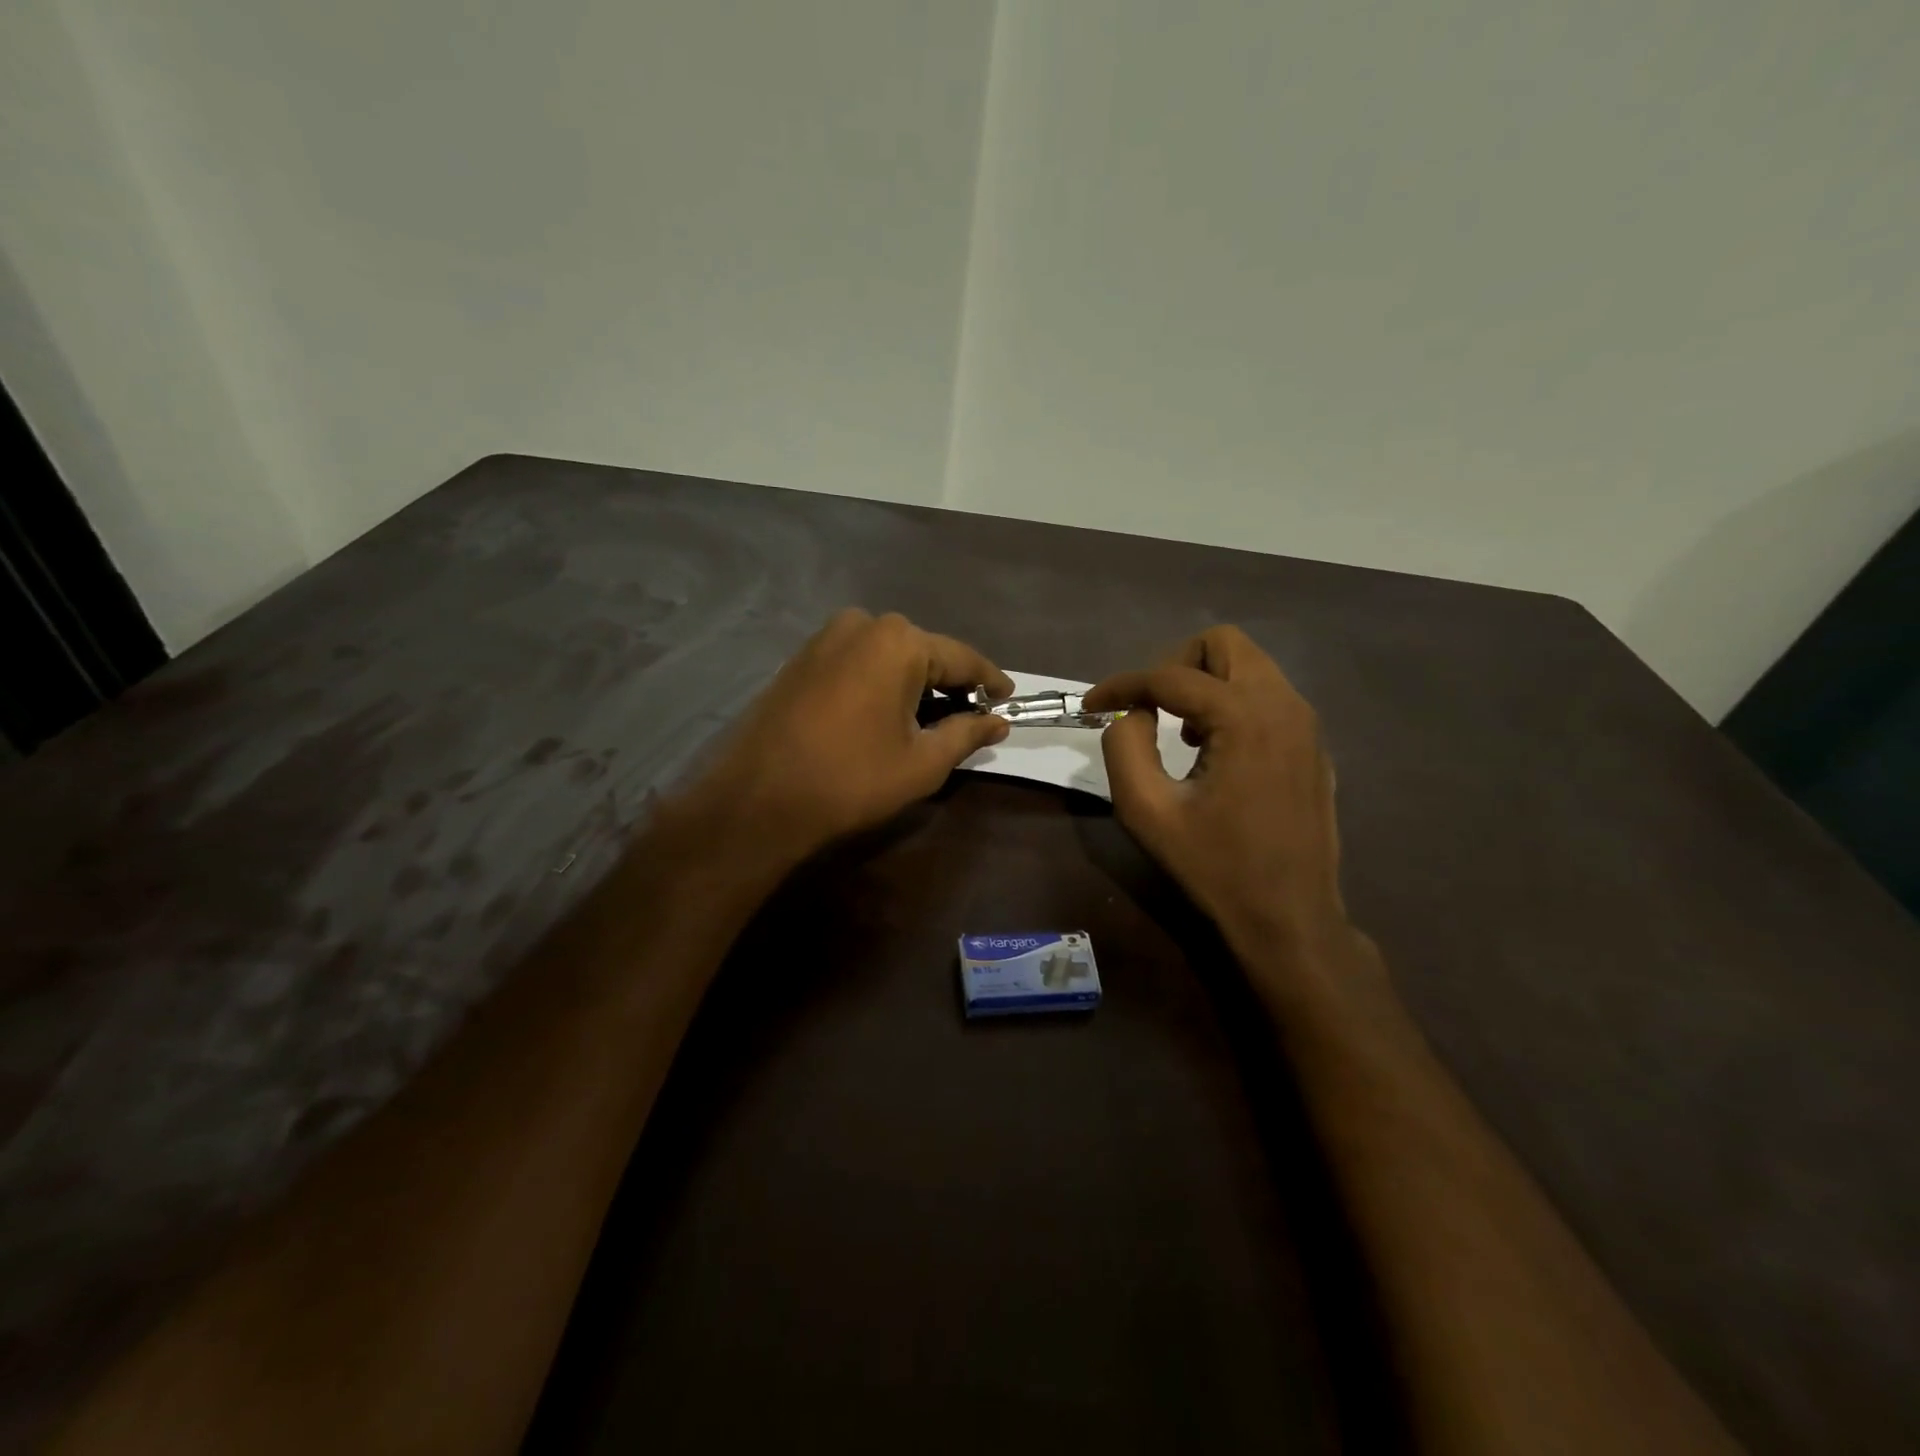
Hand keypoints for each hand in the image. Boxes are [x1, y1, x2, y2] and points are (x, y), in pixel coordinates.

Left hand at [679, 609, 1012, 862]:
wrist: (758, 799)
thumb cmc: (851, 779)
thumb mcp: (922, 762)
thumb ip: (966, 734)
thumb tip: (997, 722)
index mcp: (899, 642)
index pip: (962, 657)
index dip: (990, 680)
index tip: (1009, 697)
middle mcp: (863, 624)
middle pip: (923, 651)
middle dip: (950, 681)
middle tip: (971, 712)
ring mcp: (825, 637)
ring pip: (888, 655)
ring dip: (913, 681)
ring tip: (931, 716)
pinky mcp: (801, 657)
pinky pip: (857, 661)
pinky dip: (880, 681)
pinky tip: (887, 710)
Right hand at [1084, 627, 1363, 994]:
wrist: (1289, 918)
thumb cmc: (1214, 867)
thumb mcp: (1146, 810)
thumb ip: (1124, 746)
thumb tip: (1132, 713)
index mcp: (1244, 716)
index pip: (1170, 676)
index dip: (1121, 684)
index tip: (1090, 704)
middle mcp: (1284, 705)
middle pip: (1223, 643)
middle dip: (1174, 665)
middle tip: (1148, 707)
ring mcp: (1307, 724)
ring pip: (1249, 666)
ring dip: (1204, 684)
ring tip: (1178, 733)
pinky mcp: (1313, 746)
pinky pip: (1267, 697)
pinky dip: (1231, 704)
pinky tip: (1214, 751)